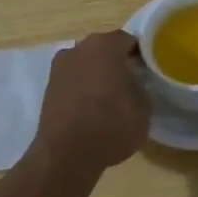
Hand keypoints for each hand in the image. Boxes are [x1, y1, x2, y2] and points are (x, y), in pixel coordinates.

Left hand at [32, 31, 150, 171]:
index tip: (148, 71)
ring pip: (87, 64)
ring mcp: (59, 68)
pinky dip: (83, 89)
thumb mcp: (144, 107)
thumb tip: (135, 82)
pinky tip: (92, 108)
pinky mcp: (48, 89)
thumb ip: (141, 86)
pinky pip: (73, 81)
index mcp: (105, 45)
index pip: (129, 40)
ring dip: (98, 75)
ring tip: (111, 98)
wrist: (66, 156)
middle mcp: (79, 49)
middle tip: (132, 83)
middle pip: (105, 49)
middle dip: (117, 62)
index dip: (141, 55)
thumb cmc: (111, 125)